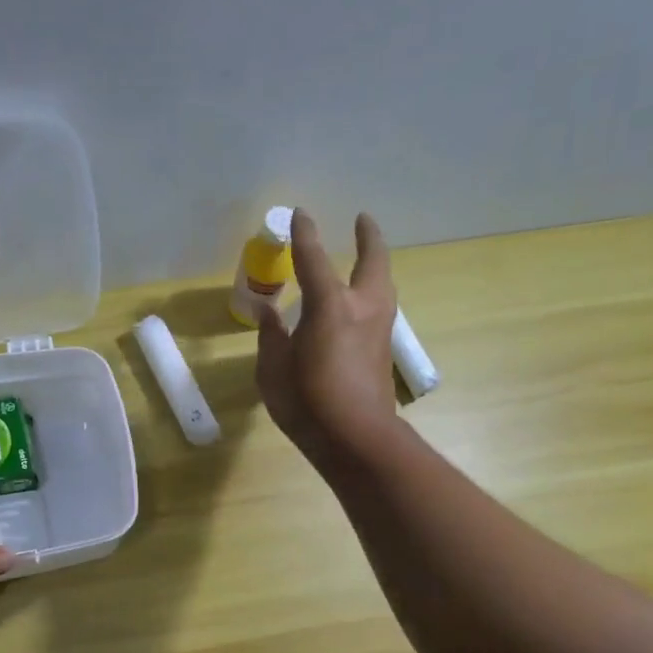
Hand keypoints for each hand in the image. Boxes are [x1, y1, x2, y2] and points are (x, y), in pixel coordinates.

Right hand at [256, 209, 398, 466]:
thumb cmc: (308, 402)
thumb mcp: (273, 370)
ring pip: (383, 285)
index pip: (313, 259)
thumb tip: (269, 313)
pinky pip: (380, 309)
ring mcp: (379, 330)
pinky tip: (360, 306)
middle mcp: (361, 308)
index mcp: (330, 306)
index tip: (300, 214)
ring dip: (375, 266)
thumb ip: (272, 337)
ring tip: (365, 260)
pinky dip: (372, 295)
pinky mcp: (384, 352)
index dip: (305, 235)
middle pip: (372, 261)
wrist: (356, 439)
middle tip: (363, 220)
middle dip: (368, 237)